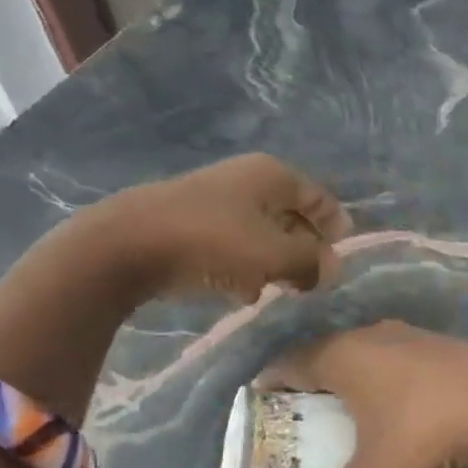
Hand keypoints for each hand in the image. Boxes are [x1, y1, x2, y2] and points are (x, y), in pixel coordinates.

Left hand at [92, 154, 350, 302]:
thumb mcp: (274, 255)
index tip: (342, 263)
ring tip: (276, 291)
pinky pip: (232, 244)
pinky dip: (243, 265)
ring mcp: (216, 200)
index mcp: (273, 175)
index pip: (321, 199)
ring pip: (262, 233)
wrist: (126, 245)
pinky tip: (238, 292)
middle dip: (304, 250)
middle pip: (292, 216)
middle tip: (311, 283)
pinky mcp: (191, 223)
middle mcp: (248, 179)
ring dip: (274, 262)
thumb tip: (331, 269)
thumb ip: (311, 262)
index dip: (337, 230)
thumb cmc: (213, 242)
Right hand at [261, 321, 467, 467]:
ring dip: (352, 385)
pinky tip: (399, 413)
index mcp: (344, 356)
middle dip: (309, 388)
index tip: (259, 412)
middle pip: (326, 357)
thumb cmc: (430, 431)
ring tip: (346, 421)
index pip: (289, 363)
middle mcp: (373, 337)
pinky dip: (385, 385)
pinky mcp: (446, 349)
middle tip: (299, 425)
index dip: (269, 386)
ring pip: (366, 358)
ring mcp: (414, 338)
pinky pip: (398, 364)